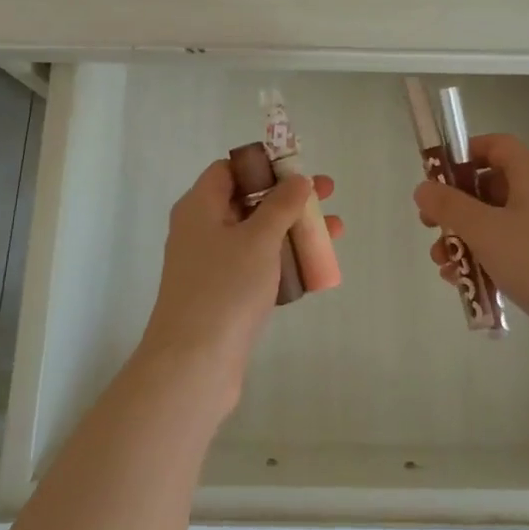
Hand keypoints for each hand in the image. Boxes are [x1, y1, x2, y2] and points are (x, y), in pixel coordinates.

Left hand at [139, 160, 342, 406]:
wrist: (193, 364)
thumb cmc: (224, 288)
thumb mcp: (258, 238)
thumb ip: (281, 205)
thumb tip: (297, 180)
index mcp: (200, 207)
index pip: (228, 170)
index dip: (263, 165)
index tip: (297, 168)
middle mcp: (202, 230)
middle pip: (248, 201)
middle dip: (289, 197)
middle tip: (327, 193)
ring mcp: (211, 264)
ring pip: (257, 235)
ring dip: (293, 230)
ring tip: (335, 231)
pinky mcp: (223, 295)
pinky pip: (257, 266)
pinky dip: (284, 261)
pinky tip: (315, 267)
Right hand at [412, 134, 528, 348]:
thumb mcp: (485, 229)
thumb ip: (449, 206)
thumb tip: (423, 188)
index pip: (495, 146)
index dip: (463, 155)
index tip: (435, 178)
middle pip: (490, 186)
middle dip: (455, 207)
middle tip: (428, 226)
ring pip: (495, 222)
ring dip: (464, 238)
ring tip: (442, 265)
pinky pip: (507, 250)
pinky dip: (483, 260)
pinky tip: (463, 283)